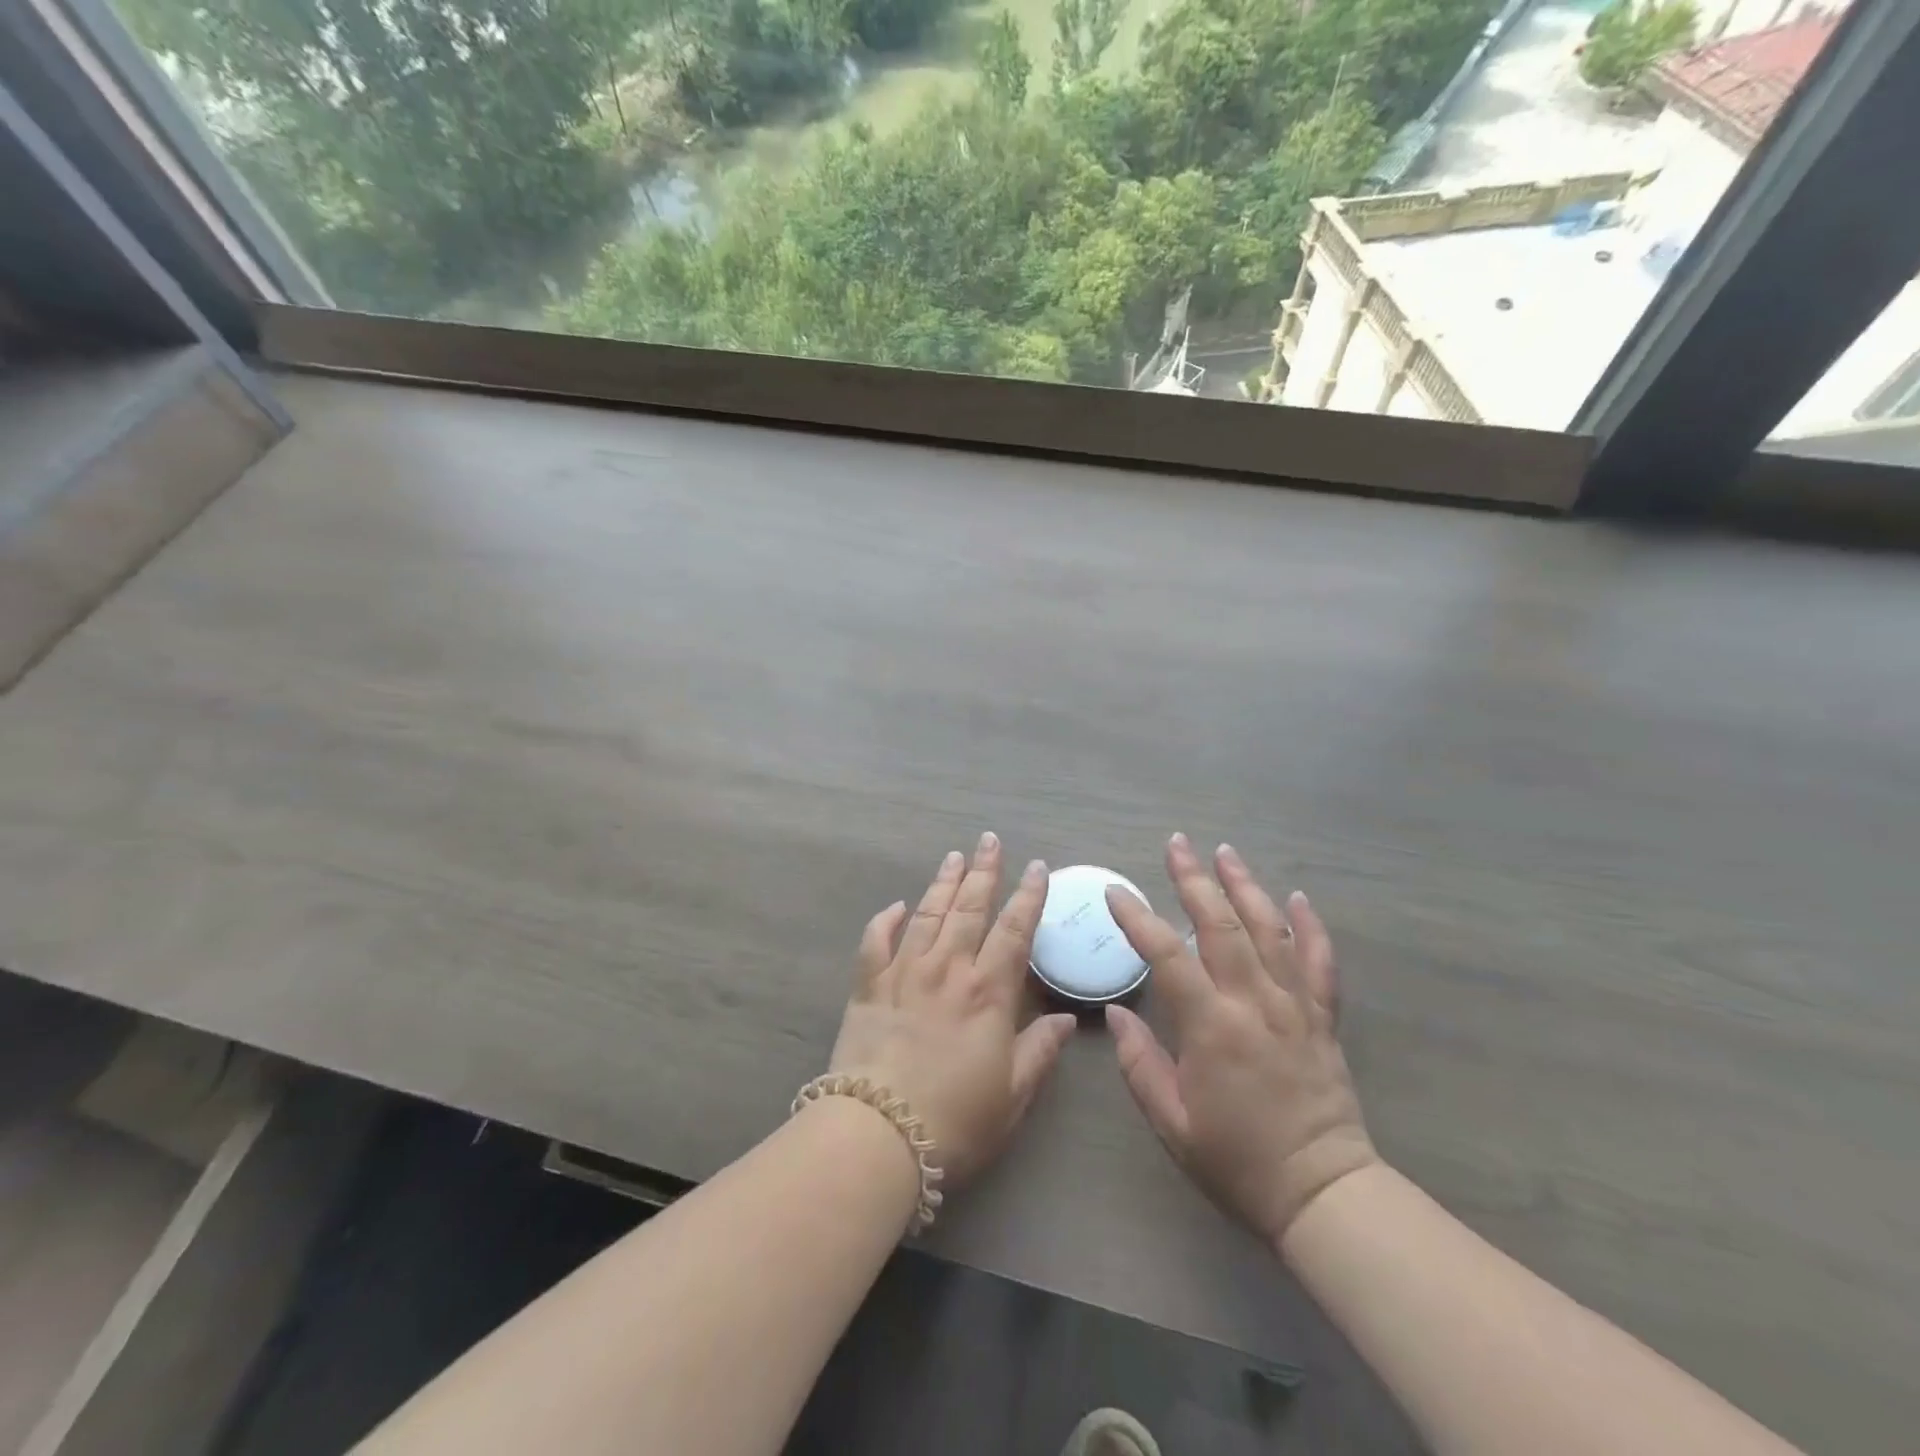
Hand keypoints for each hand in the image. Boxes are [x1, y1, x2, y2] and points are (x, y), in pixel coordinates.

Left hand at [827, 833, 1077, 1187]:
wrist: (877, 1135)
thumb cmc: (955, 1120)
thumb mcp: (1012, 1095)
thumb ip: (1039, 1051)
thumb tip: (1065, 1020)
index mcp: (987, 993)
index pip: (1014, 931)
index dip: (1028, 896)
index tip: (1036, 867)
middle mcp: (947, 970)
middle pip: (969, 909)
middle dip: (983, 872)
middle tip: (989, 840)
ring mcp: (904, 974)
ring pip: (926, 915)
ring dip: (942, 883)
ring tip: (953, 857)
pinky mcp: (868, 988)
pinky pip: (876, 943)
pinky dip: (885, 920)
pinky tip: (895, 906)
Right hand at [1104, 834, 1376, 1244]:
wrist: (1323, 1194)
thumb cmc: (1238, 1161)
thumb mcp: (1172, 1123)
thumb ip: (1139, 1064)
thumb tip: (1116, 1012)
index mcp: (1212, 1027)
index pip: (1167, 956)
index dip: (1138, 919)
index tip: (1117, 893)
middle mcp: (1254, 1003)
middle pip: (1221, 925)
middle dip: (1194, 880)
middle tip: (1176, 844)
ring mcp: (1295, 1006)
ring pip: (1270, 930)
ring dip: (1245, 887)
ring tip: (1225, 852)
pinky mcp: (1323, 1019)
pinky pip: (1320, 963)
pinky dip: (1310, 926)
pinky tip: (1298, 897)